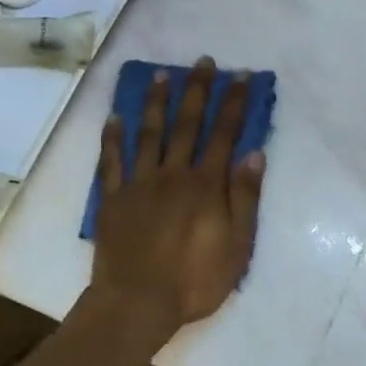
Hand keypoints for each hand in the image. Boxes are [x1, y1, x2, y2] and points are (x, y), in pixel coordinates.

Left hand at [91, 58, 265, 333]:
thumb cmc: (195, 280)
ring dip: (156, 102)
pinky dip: (113, 137)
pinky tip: (115, 117)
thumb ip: (245, 198)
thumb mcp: (237, 246)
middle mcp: (173, 174)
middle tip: (203, 62)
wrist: (137, 302)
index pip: (224, 135)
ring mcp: (139, 183)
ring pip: (148, 133)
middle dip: (197, 91)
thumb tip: (254, 154)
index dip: (234, 104)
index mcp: (206, 185)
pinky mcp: (113, 198)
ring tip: (161, 74)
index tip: (240, 77)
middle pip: (187, 125)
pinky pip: (112, 161)